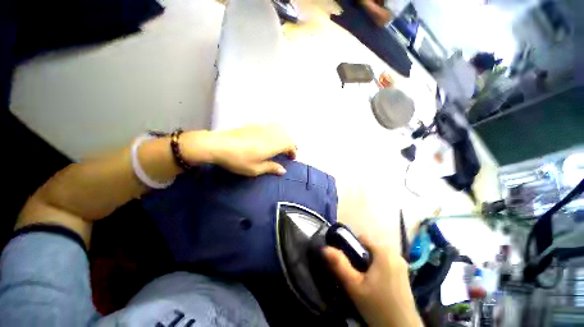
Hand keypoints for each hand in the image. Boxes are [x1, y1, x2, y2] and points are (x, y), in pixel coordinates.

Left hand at [182, 124, 296, 176]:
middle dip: (290, 143)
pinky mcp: (254, 125)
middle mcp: (270, 134)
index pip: (290, 144)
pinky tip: (268, 138)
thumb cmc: (238, 160)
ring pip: (279, 129)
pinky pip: (270, 126)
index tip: (291, 158)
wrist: (218, 145)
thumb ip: (271, 168)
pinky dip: (275, 132)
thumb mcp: (255, 169)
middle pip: (286, 135)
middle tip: (288, 152)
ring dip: (284, 137)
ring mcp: (262, 128)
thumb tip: (283, 171)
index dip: (293, 151)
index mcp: (273, 145)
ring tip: (280, 145)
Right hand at [324, 235, 421, 326]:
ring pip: (375, 256)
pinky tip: (375, 286)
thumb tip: (325, 248)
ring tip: (364, 282)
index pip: (361, 239)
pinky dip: (377, 270)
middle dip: (359, 258)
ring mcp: (401, 264)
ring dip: (367, 265)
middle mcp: (394, 253)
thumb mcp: (354, 286)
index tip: (348, 265)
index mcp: (384, 251)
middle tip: (355, 276)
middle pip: (368, 248)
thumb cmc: (377, 306)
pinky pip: (384, 263)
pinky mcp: (404, 273)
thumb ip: (339, 264)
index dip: (351, 249)